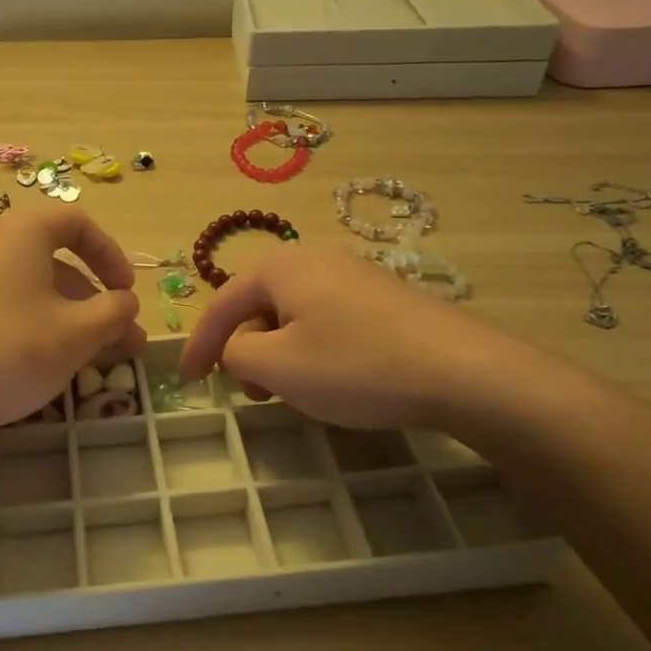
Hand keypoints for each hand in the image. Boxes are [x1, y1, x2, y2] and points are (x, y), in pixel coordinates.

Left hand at [0, 207, 144, 439]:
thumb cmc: (14, 352)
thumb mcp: (78, 333)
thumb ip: (114, 311)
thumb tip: (126, 302)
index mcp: (21, 233)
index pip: (77, 222)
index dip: (111, 254)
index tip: (126, 292)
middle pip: (56, 259)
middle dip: (96, 299)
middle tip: (122, 337)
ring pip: (33, 286)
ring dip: (71, 315)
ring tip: (97, 357)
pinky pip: (7, 302)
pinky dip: (38, 321)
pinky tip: (51, 359)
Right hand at [179, 245, 546, 430]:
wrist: (463, 371)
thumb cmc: (355, 365)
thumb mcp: (277, 366)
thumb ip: (236, 353)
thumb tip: (236, 348)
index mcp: (281, 267)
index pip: (222, 303)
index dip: (199, 344)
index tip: (187, 381)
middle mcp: (315, 258)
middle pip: (259, 304)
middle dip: (245, 348)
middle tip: (250, 391)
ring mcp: (355, 274)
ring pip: (294, 314)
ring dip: (279, 352)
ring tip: (291, 390)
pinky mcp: (384, 297)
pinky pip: (327, 318)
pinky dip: (312, 347)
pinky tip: (333, 377)